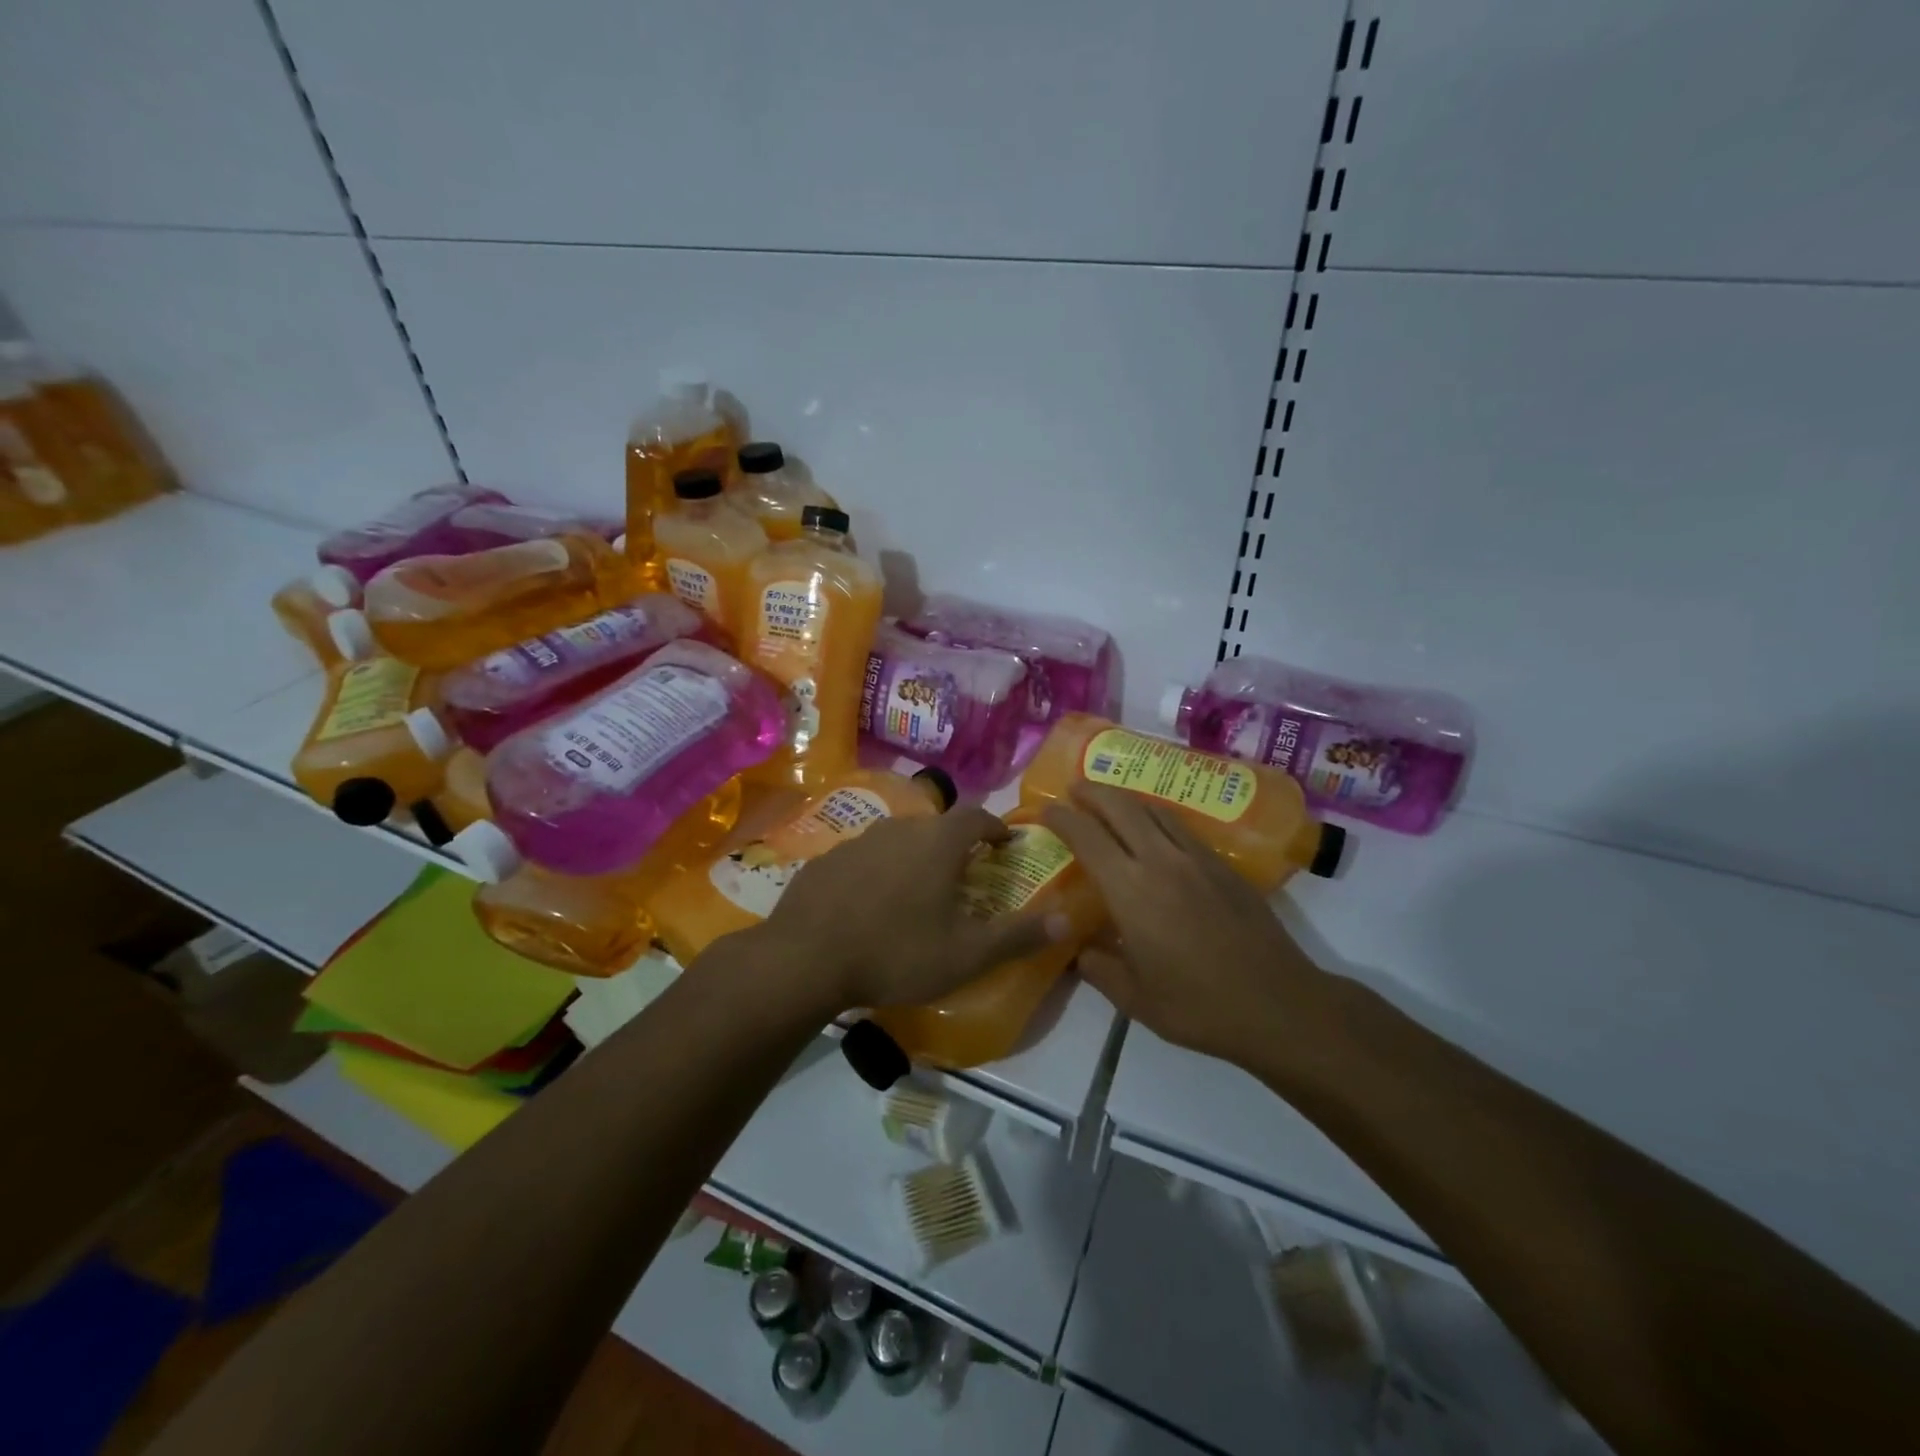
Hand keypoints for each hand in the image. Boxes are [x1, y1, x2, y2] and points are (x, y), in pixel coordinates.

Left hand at [763, 807, 1065, 1015]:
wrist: (805, 959)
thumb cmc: (896, 953)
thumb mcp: (967, 954)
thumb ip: (1018, 935)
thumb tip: (1069, 918)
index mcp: (937, 842)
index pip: (977, 817)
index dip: (995, 828)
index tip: (1005, 843)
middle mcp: (899, 828)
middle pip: (936, 826)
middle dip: (955, 845)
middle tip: (964, 873)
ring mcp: (857, 840)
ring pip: (897, 839)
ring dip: (914, 856)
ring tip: (918, 889)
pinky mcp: (826, 859)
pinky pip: (863, 857)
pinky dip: (877, 871)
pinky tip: (871, 902)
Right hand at [1042, 783, 1329, 1068]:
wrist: (1278, 1004)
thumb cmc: (1199, 1006)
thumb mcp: (1134, 1000)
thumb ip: (1098, 969)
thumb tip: (1079, 949)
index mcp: (1131, 891)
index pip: (1087, 838)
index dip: (1063, 818)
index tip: (1047, 810)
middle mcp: (1161, 861)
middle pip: (1121, 807)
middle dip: (1094, 792)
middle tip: (1075, 788)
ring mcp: (1197, 859)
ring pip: (1154, 810)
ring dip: (1126, 798)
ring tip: (1110, 799)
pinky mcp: (1223, 865)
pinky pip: (1181, 826)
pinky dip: (1157, 816)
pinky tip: (1155, 828)